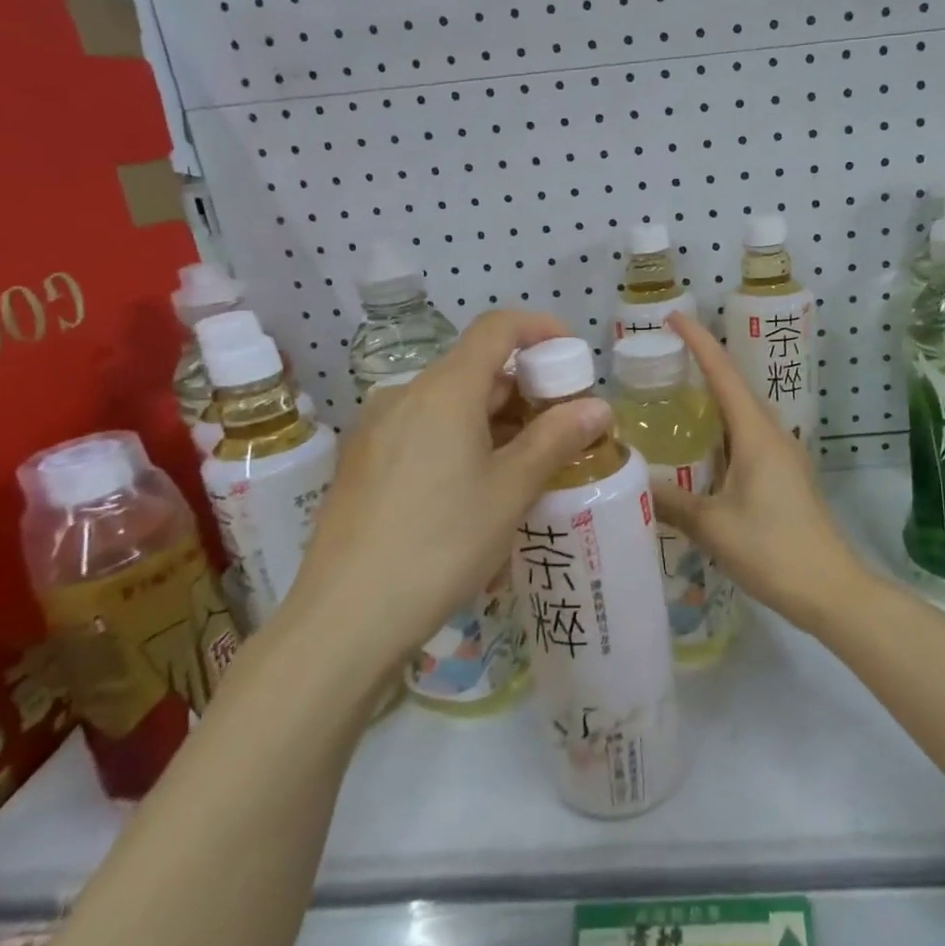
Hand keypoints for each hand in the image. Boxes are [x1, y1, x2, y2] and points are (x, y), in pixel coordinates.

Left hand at [283, 311, 612, 665]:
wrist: (346, 617)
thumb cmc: (441, 544)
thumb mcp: (511, 491)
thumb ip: (556, 439)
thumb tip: (598, 406)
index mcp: (444, 390)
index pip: (497, 328)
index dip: (540, 330)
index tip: (572, 357)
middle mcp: (404, 395)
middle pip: (475, 369)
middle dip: (525, 390)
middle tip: (562, 430)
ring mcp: (376, 429)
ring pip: (449, 404)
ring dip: (495, 420)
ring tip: (526, 467)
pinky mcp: (363, 462)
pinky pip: (423, 431)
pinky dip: (461, 440)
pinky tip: (475, 489)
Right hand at [651, 311, 865, 632]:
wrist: (832, 590)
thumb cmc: (773, 550)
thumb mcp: (713, 526)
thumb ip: (670, 501)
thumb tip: (629, 481)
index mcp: (757, 434)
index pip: (723, 373)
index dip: (698, 341)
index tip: (672, 317)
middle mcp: (774, 435)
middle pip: (735, 388)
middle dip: (702, 367)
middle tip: (661, 362)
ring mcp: (784, 457)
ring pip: (742, 416)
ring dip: (712, 402)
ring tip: (674, 400)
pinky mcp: (786, 478)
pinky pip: (748, 440)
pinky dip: (722, 433)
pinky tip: (700, 452)